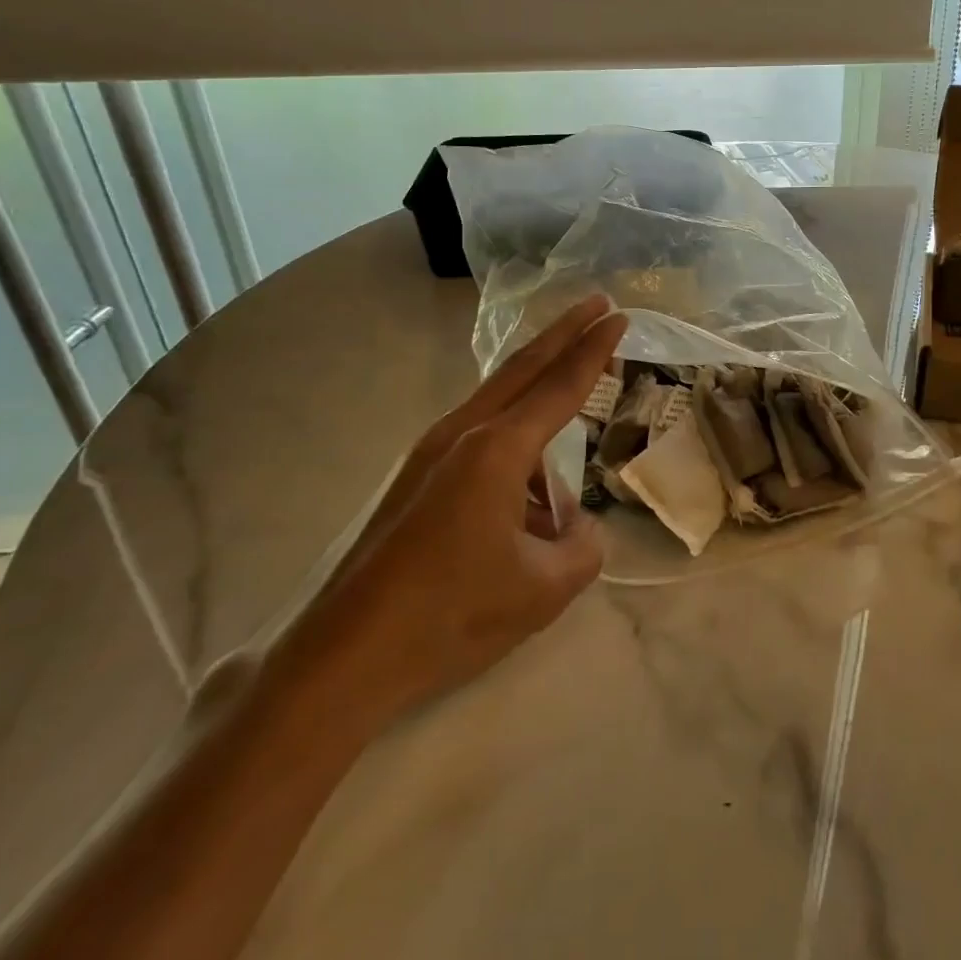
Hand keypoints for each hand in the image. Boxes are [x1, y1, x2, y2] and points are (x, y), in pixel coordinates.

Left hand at [275, 294, 626, 733]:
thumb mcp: (544, 590)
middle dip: (564, 332)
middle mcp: (461, 434)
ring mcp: (429, 451)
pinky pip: (476, 437)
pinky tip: (520, 499)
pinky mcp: (412, 476)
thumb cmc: (451, 614)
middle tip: (595, 303)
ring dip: (537, 396)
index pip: (561, 386)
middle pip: (523, 366)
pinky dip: (511, 441)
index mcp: (498, 450)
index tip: (618, 316)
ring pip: (497, 401)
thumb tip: (575, 523)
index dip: (595, 350)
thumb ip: (582, 546)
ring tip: (561, 459)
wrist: (342, 656)